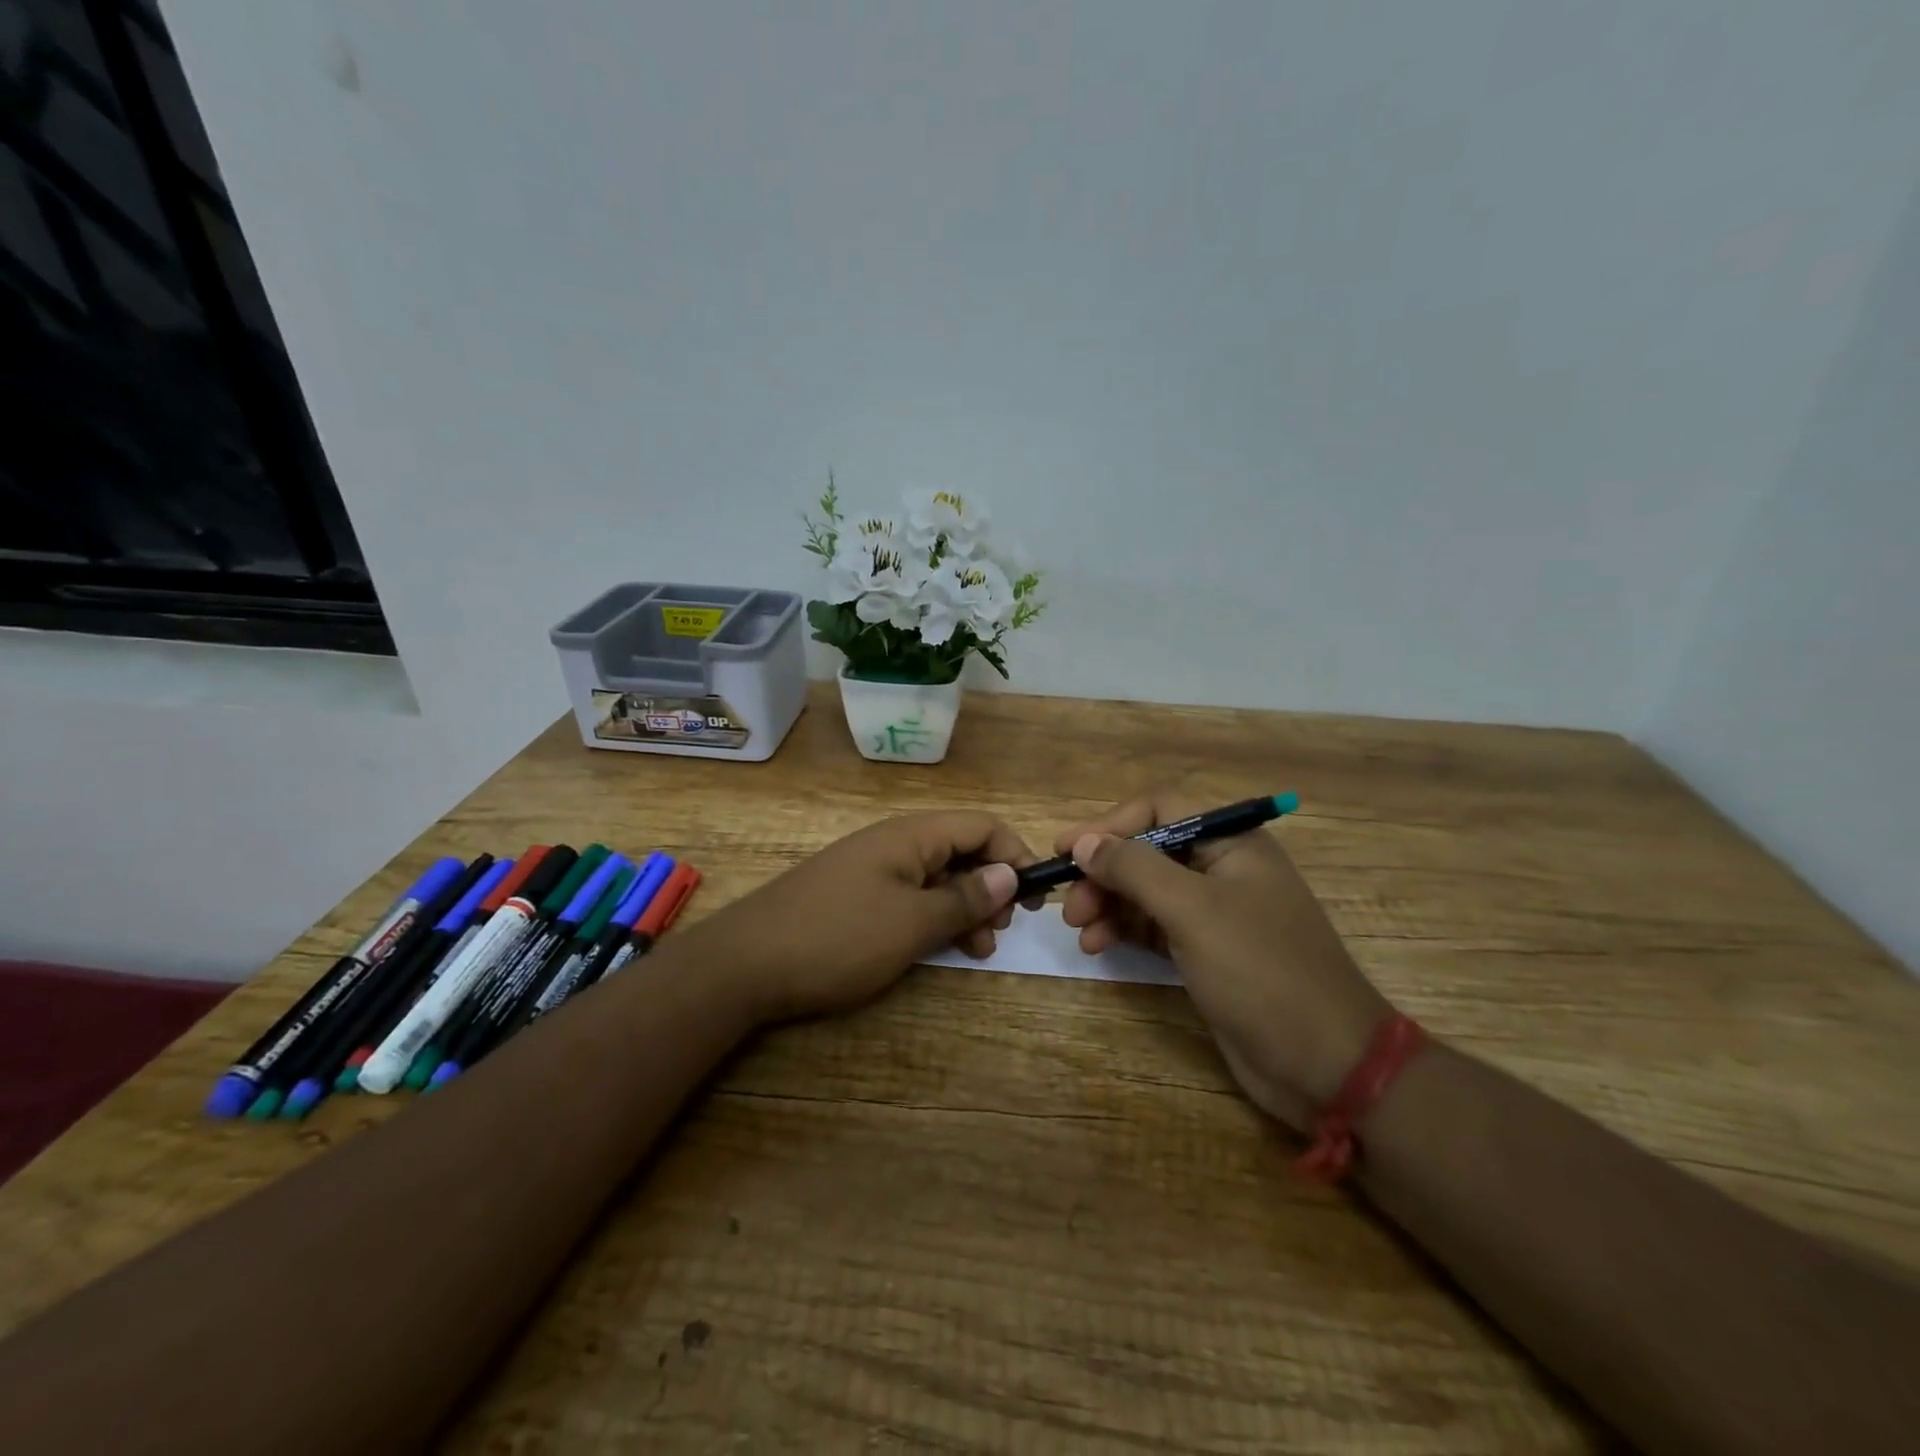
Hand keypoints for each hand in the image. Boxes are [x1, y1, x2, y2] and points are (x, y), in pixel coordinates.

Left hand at [691, 811, 1037, 1025]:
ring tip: (977, 949)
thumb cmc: (837, 938)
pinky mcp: (855, 896)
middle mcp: (895, 842)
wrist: (744, 964)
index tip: (1033, 900)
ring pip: (937, 877)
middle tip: (1001, 931)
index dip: (1015, 855)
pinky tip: (938, 948)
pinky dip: (932, 918)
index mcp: (912, 835)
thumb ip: (964, 898)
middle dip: (991, 887)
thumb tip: (1009, 874)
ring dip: (965, 908)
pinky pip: (909, 896)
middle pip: (961, 850)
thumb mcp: (911, 923)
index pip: (982, 826)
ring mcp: (872, 869)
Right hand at [1057, 790, 1392, 1131]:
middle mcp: (1224, 869)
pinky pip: (1157, 926)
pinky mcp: (1209, 952)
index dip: (1110, 825)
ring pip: (1148, 892)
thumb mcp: (1192, 910)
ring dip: (1110, 905)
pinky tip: (1100, 947)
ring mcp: (1218, 913)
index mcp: (1233, 843)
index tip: (1066, 850)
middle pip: (1149, 852)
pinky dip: (1127, 931)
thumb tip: (1084, 842)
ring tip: (1080, 932)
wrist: (1326, 1064)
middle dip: (1106, 874)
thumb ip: (1134, 868)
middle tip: (1070, 906)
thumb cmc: (1260, 971)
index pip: (1160, 810)